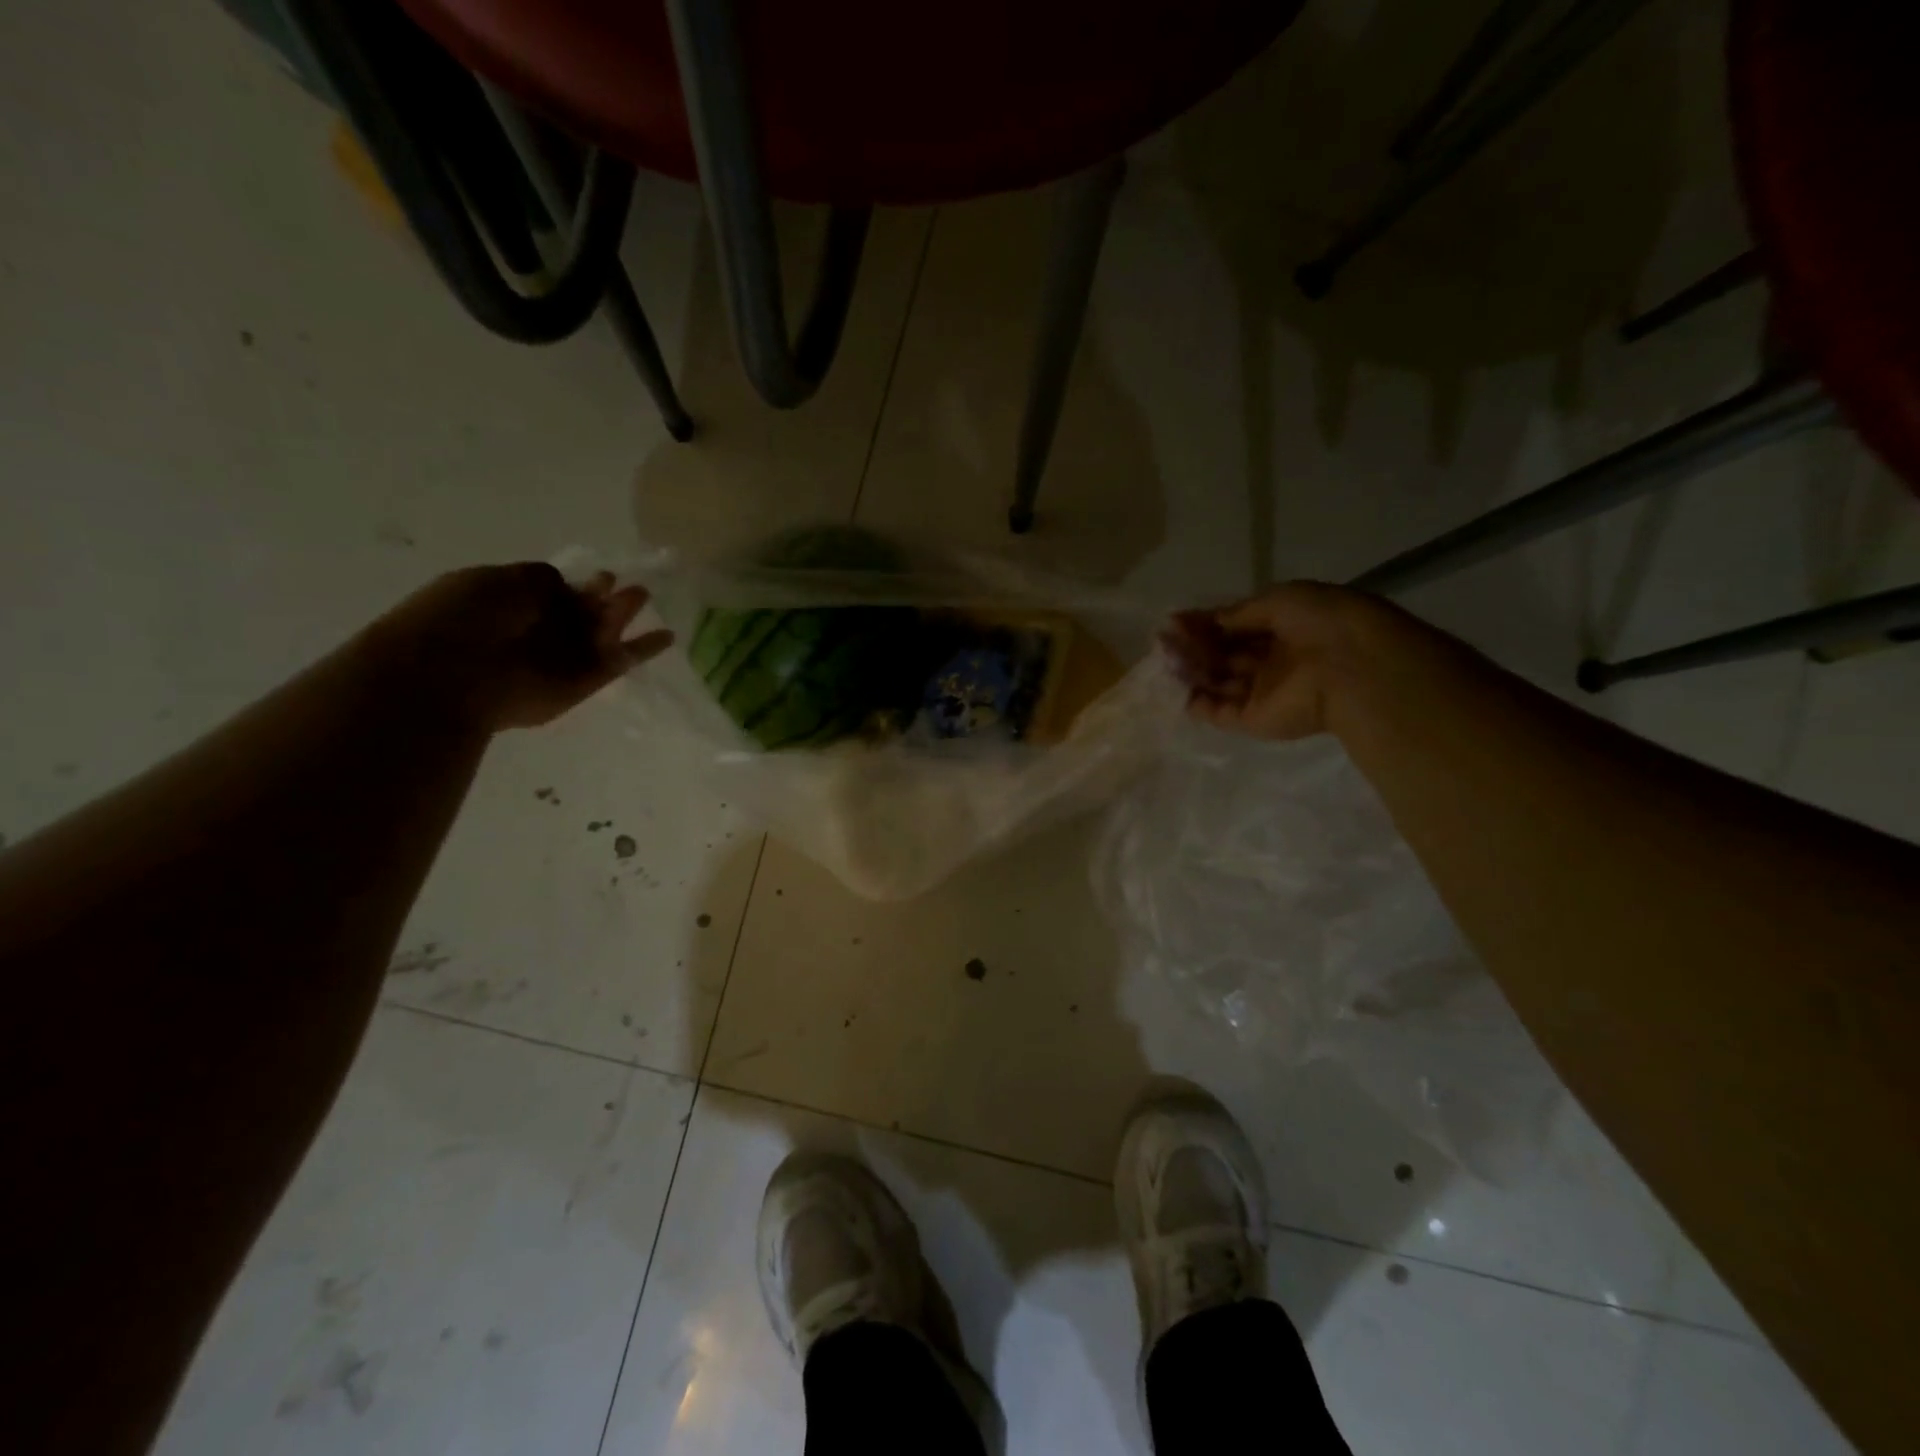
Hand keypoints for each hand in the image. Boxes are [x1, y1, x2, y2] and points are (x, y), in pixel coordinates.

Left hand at [371, 564, 673, 730]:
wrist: (454, 675)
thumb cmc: (465, 618)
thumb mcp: (500, 580)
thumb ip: (540, 578)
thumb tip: (568, 584)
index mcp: (512, 603)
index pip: (553, 590)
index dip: (578, 582)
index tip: (602, 574)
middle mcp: (539, 631)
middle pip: (581, 611)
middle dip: (604, 597)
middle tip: (630, 584)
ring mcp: (563, 658)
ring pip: (603, 634)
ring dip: (623, 615)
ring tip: (644, 596)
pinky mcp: (585, 683)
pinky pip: (620, 662)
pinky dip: (644, 649)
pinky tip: (668, 637)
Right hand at [1161, 582, 1377, 740]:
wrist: (1351, 668)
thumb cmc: (1320, 623)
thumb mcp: (1279, 601)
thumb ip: (1240, 612)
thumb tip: (1209, 621)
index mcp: (1285, 628)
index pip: (1236, 626)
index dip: (1205, 623)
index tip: (1174, 621)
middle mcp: (1273, 661)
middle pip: (1224, 654)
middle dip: (1194, 645)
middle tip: (1163, 640)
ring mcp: (1263, 692)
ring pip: (1218, 681)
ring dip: (1192, 670)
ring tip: (1164, 659)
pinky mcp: (1254, 720)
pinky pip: (1219, 712)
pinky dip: (1197, 703)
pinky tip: (1175, 687)